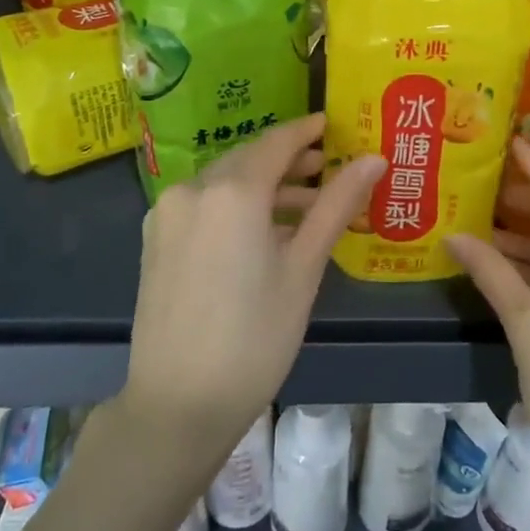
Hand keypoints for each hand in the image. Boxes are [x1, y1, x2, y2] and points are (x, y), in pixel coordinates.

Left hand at [122, 114, 383, 458]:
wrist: (177, 405)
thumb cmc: (255, 336)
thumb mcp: (304, 268)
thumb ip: (336, 205)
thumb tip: (374, 159)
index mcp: (231, 191)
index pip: (277, 142)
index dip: (307, 131)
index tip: (334, 125)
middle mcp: (192, 189)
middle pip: (249, 158)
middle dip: (290, 161)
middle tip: (330, 169)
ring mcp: (167, 214)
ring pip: (225, 182)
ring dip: (265, 186)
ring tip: (307, 208)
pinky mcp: (155, 239)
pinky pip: (204, 205)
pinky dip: (237, 206)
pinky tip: (265, 232)